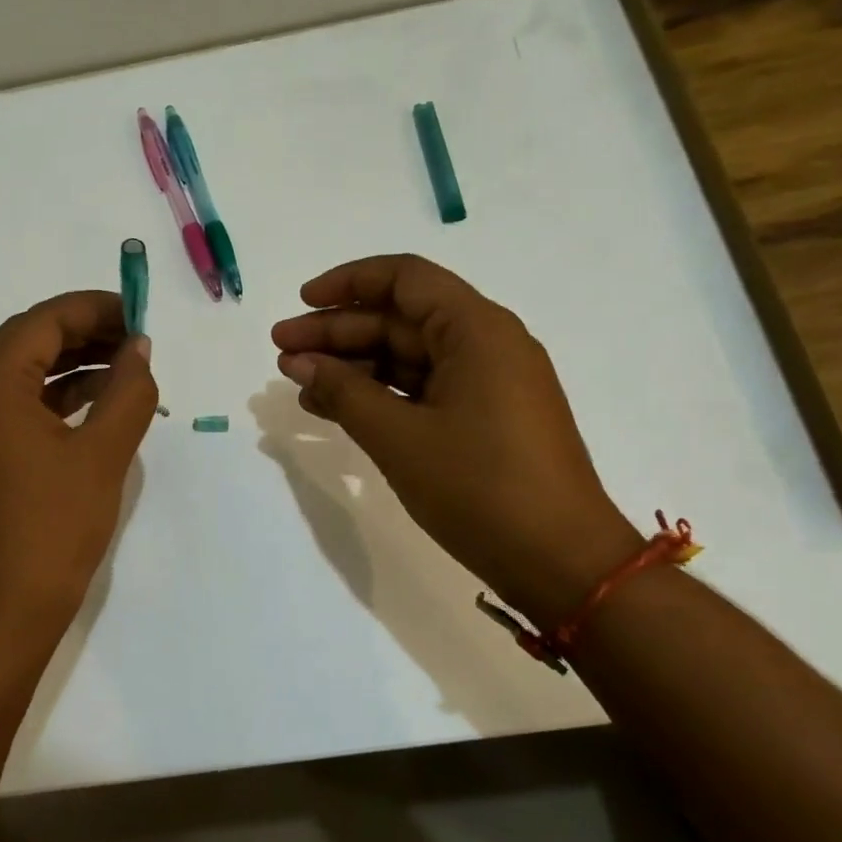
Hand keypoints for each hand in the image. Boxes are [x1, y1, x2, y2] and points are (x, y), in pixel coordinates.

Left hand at [0, 291, 156, 634]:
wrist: (7, 610)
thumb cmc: (55, 527)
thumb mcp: (103, 453)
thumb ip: (127, 390)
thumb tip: (139, 348)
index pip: (40, 323)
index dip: (92, 309)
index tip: (138, 313)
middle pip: (27, 342)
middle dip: (84, 332)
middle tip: (135, 338)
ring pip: (24, 374)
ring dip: (73, 363)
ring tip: (126, 366)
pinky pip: (21, 407)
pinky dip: (60, 397)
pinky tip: (100, 404)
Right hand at [272, 254, 640, 626]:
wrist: (561, 562)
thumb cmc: (480, 488)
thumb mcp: (400, 437)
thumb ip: (344, 392)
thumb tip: (298, 362)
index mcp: (477, 330)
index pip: (405, 279)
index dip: (347, 283)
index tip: (301, 304)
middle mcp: (486, 345)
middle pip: (400, 319)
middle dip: (337, 333)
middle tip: (280, 352)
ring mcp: (487, 384)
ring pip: (408, 358)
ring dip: (353, 367)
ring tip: (297, 383)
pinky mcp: (484, 419)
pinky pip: (422, 390)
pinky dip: (379, 396)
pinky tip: (334, 409)